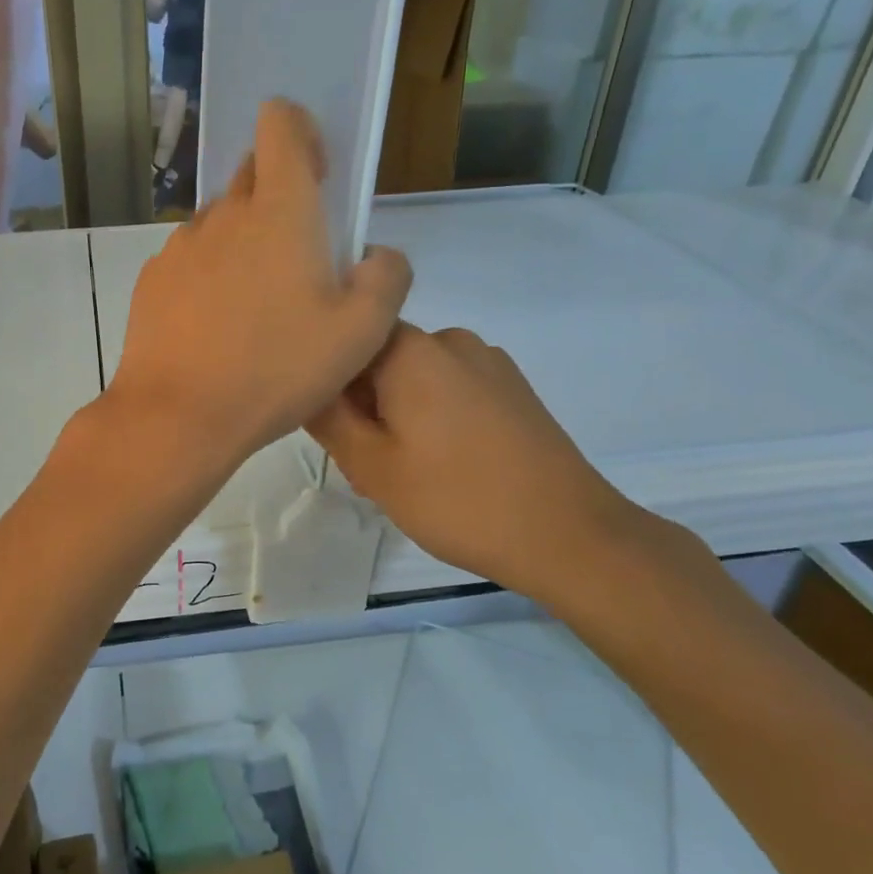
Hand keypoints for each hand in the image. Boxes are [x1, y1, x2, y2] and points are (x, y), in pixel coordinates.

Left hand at [105, 99, 412, 474]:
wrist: (179, 414)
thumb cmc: (276, 369)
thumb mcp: (361, 333)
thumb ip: (386, 278)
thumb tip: (376, 255)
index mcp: (280, 210)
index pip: (281, 124)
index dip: (301, 133)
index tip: (316, 174)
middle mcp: (224, 214)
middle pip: (251, 174)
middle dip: (278, 196)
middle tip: (298, 261)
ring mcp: (181, 246)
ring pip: (220, 222)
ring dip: (242, 242)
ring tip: (254, 307)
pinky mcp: (152, 279)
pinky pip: (190, 260)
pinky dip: (207, 275)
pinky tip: (214, 328)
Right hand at [307, 323, 653, 607]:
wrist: (568, 534)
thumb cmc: (457, 500)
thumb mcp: (372, 466)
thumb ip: (326, 418)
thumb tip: (304, 383)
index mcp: (411, 349)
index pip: (344, 340)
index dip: (328, 384)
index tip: (335, 432)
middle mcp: (450, 339)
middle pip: (379, 359)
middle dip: (363, 405)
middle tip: (368, 467)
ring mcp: (488, 361)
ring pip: (414, 378)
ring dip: (397, 415)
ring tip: (408, 473)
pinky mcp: (512, 387)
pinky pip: (450, 389)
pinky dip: (433, 418)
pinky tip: (446, 467)